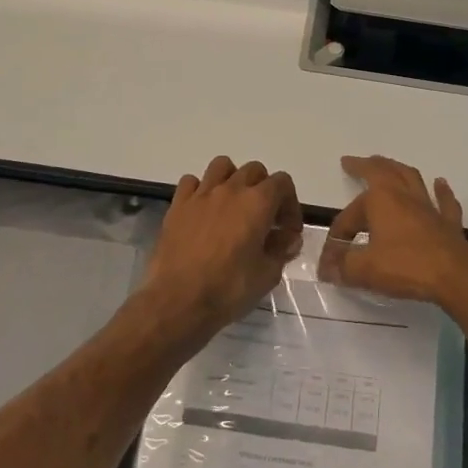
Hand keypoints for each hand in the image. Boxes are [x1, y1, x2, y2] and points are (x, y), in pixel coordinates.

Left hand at [139, 156, 302, 339]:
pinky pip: (191, 182)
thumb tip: (288, 238)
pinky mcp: (177, 205)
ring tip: (233, 205)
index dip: (290, 204)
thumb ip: (281, 250)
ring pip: (222, 166)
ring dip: (233, 179)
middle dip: (265, 190)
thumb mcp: (267, 275)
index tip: (287, 230)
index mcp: (258, 203)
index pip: (283, 182)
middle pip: (254, 170)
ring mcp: (201, 194)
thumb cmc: (228, 289)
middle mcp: (231, 189)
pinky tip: (203, 211)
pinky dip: (200, 190)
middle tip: (264, 219)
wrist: (177, 301)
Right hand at [320, 156, 467, 311]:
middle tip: (355, 162)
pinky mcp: (448, 222)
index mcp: (380, 200)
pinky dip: (441, 191)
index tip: (331, 258)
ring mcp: (429, 207)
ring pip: (412, 178)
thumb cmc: (406, 267)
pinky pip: (444, 201)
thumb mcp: (365, 269)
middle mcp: (404, 196)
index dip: (337, 235)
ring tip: (389, 165)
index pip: (349, 215)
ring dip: (398, 170)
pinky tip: (440, 183)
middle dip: (366, 166)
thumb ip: (342, 266)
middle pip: (384, 171)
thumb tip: (326, 267)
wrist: (456, 276)